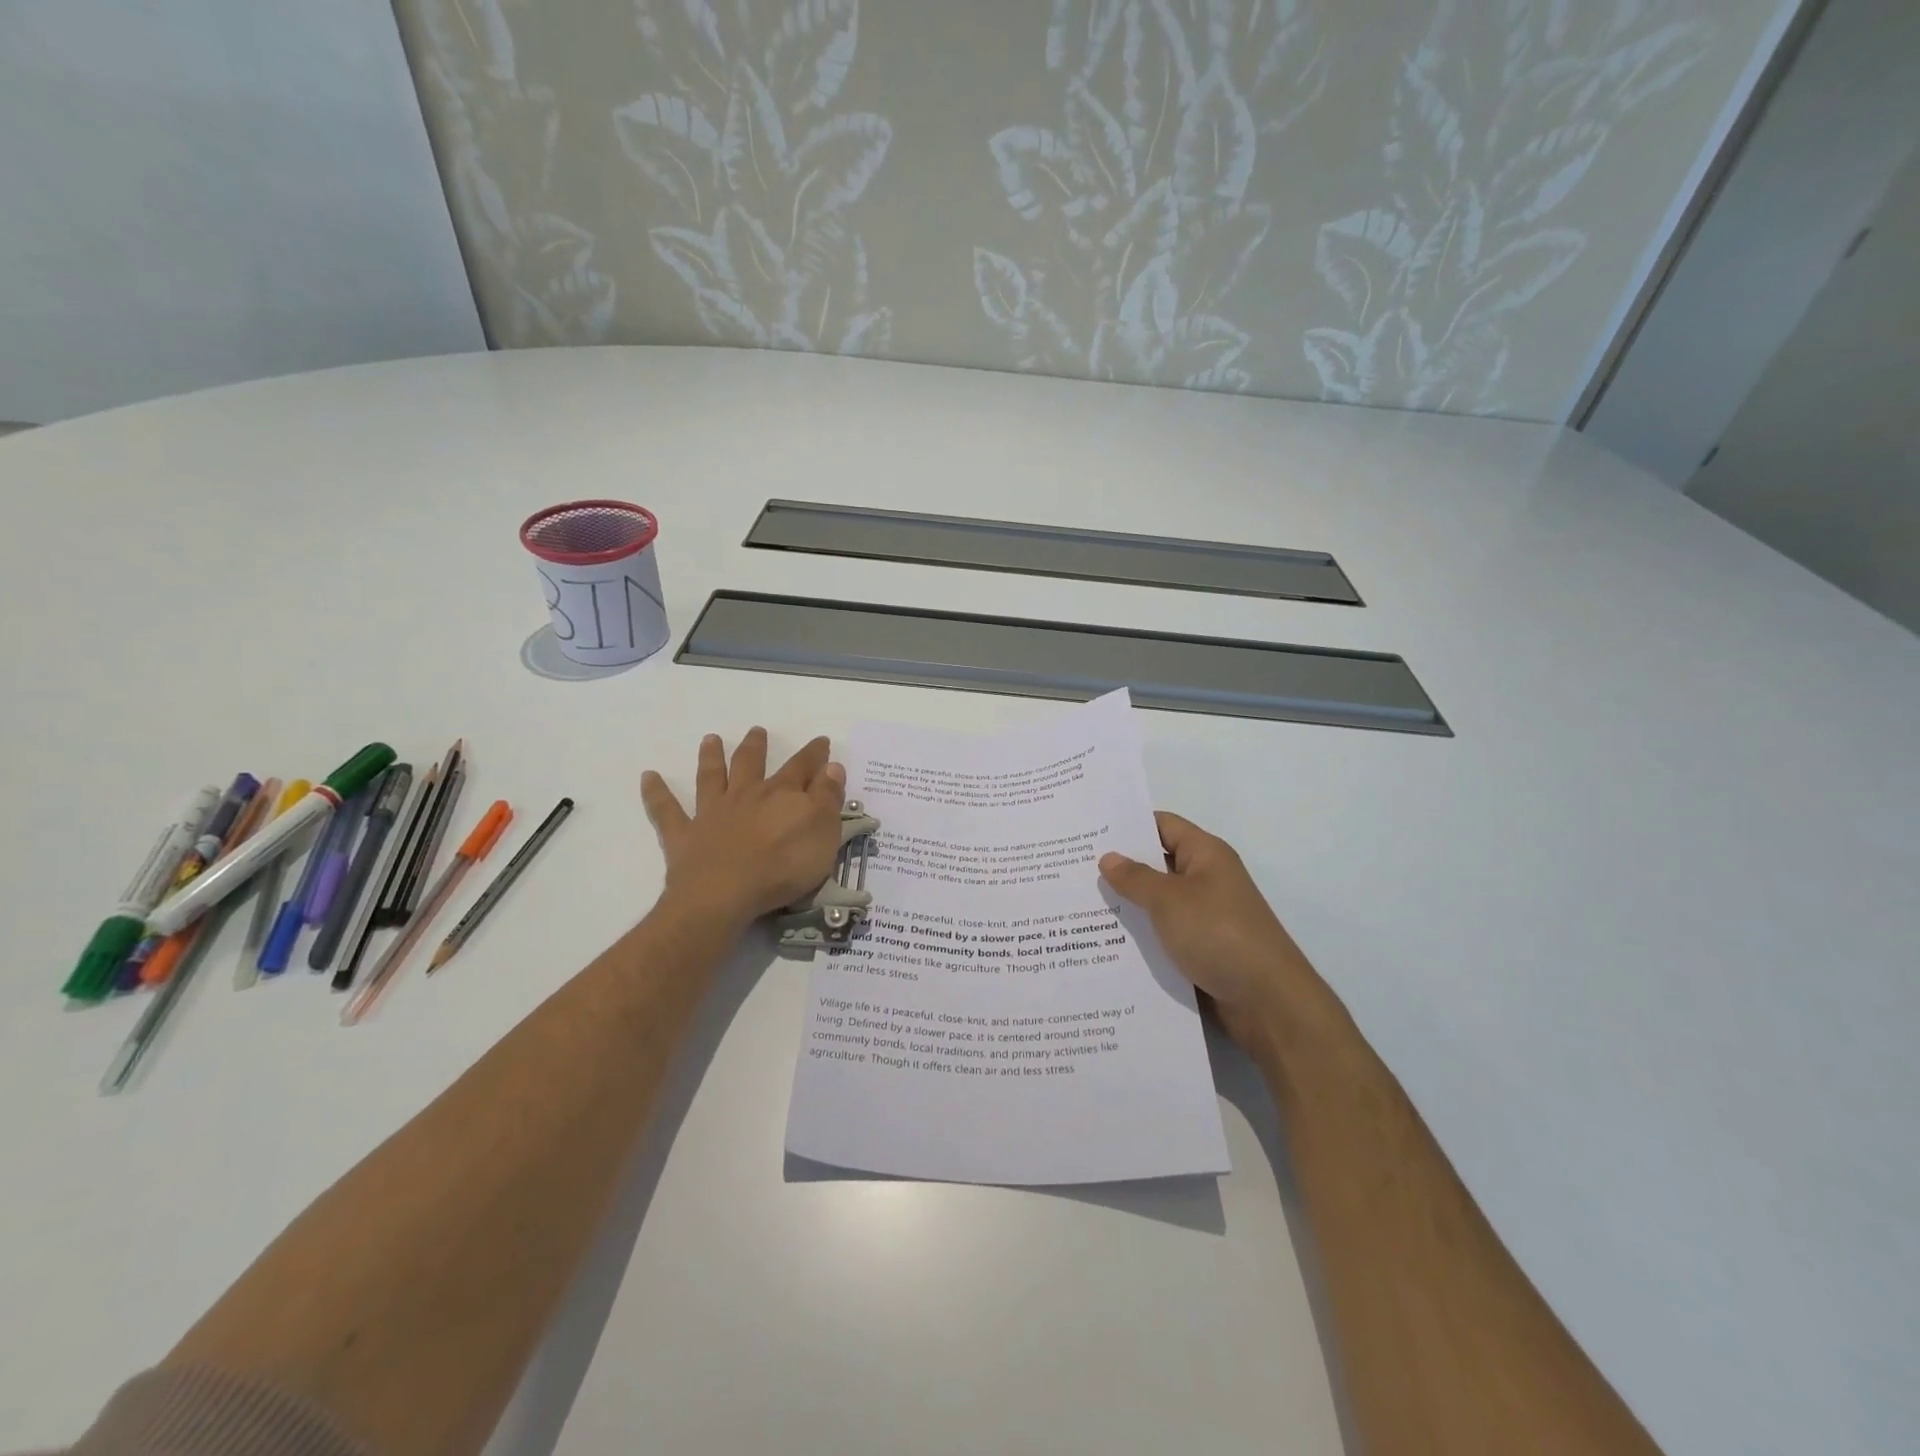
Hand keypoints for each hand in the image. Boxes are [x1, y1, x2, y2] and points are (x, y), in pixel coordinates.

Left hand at [642, 729, 847, 928]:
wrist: (725, 895)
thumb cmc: (783, 866)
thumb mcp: (823, 833)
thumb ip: (828, 798)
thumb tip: (831, 767)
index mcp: (783, 795)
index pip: (803, 768)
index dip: (814, 754)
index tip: (821, 741)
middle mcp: (746, 795)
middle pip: (752, 764)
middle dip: (757, 746)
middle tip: (757, 731)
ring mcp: (713, 813)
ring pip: (711, 777)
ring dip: (711, 757)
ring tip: (710, 739)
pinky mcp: (685, 836)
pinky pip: (666, 811)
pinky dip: (656, 793)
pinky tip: (647, 777)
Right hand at [1099, 813, 1325, 1055]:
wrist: (1268, 1002)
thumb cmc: (1219, 935)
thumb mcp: (1169, 901)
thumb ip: (1135, 878)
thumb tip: (1108, 857)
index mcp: (1205, 854)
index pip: (1162, 825)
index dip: (1127, 825)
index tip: (1088, 831)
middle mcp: (1206, 879)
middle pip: (1157, 863)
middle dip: (1119, 867)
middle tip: (1073, 868)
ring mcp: (1205, 916)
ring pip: (1157, 902)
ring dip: (1127, 905)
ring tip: (1079, 904)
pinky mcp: (1202, 949)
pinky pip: (1164, 933)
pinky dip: (1140, 935)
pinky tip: (1105, 942)